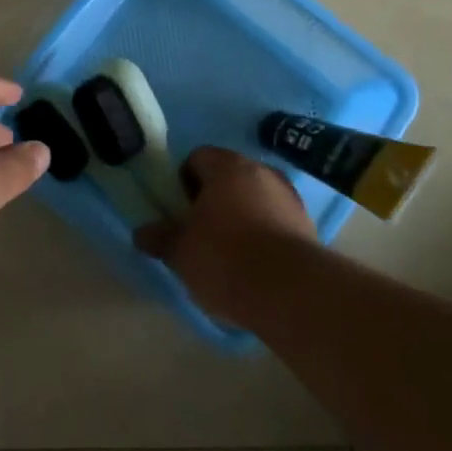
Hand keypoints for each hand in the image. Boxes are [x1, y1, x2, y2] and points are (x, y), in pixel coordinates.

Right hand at [135, 147, 316, 323]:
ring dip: (242, 217)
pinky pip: (276, 222)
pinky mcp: (309, 226)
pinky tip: (256, 266)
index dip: (183, 182)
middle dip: (213, 200)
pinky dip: (264, 236)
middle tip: (200, 232)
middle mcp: (261, 171)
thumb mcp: (180, 251)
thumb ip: (159, 237)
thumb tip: (142, 233)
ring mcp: (290, 197)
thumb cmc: (225, 258)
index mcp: (226, 166)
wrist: (292, 292)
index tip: (180, 211)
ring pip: (255, 199)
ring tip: (229, 254)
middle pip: (228, 177)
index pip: (197, 158)